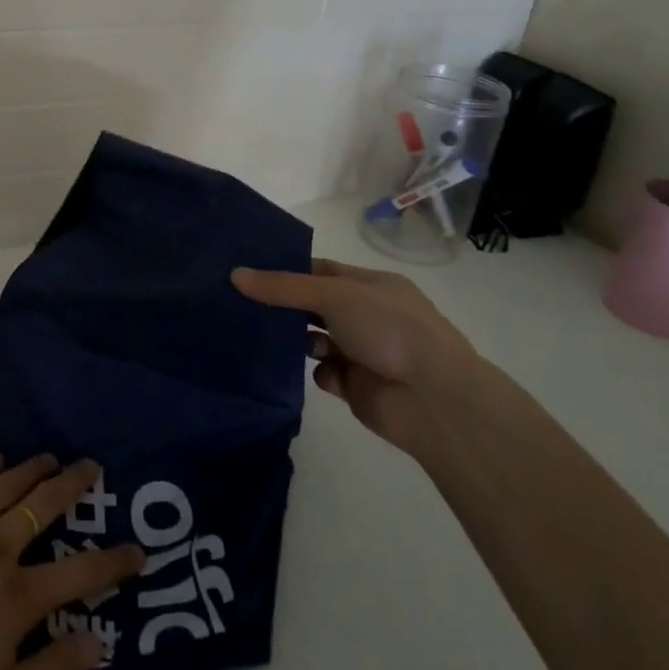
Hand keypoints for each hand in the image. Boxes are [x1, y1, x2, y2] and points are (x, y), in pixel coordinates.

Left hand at [0, 454, 143, 669]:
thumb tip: (99, 639)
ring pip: (8, 483)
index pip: (82, 573)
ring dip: (35, 468)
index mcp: (18, 596)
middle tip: (92, 466)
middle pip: (47, 505)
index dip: (115, 561)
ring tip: (51, 457)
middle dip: (75, 484)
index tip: (138, 549)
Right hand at [232, 258, 478, 450]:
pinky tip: (317, 372)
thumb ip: (283, 287)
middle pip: (314, 305)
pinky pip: (323, 373)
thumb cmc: (389, 329)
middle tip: (243, 304)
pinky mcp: (356, 385)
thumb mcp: (334, 295)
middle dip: (285, 307)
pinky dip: (318, 372)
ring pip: (315, 339)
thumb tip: (235, 274)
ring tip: (276, 340)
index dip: (288, 270)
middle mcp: (367, 315)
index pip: (321, 270)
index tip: (249, 272)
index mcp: (371, 285)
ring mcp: (362, 351)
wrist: (433, 399)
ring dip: (297, 340)